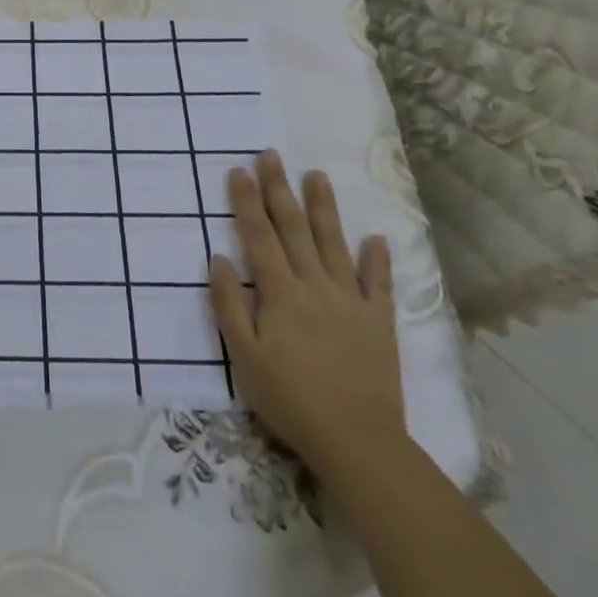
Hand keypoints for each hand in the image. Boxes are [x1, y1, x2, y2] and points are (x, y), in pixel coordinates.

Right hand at [209, 152, 405, 478]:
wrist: (357, 441)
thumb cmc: (290, 399)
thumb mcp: (244, 357)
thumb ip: (229, 305)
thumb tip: (218, 258)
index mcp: (280, 293)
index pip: (259, 235)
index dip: (246, 201)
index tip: (238, 170)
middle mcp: (315, 285)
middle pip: (294, 228)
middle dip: (279, 189)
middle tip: (271, 155)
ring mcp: (350, 300)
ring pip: (334, 243)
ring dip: (323, 207)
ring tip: (316, 175)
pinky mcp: (378, 321)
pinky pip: (379, 283)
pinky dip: (378, 259)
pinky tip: (375, 237)